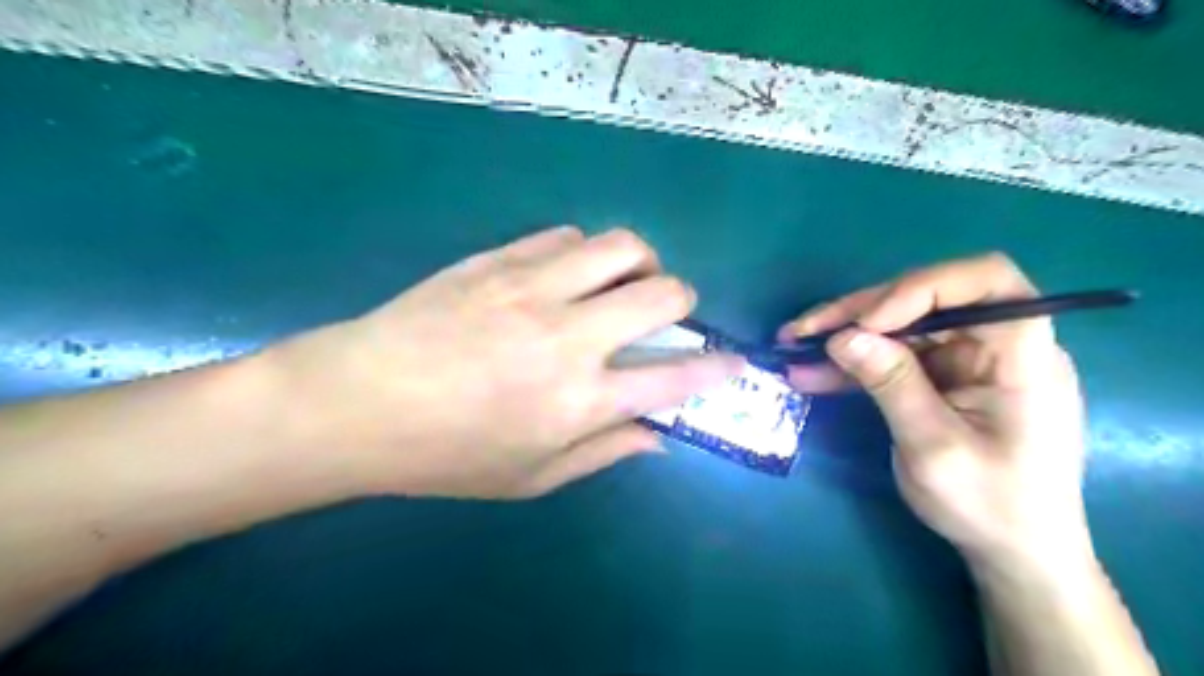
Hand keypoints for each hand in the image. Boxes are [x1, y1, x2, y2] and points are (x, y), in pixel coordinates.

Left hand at [270, 230, 745, 498]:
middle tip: (664, 316)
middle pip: (661, 293)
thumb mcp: (530, 477)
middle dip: (681, 302)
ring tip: (619, 284)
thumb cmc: (445, 455)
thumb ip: (603, 452)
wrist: (357, 402)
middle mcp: (568, 336)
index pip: (675, 378)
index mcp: (579, 400)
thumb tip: (657, 436)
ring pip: (621, 246)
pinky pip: (566, 236)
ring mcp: (533, 288)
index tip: (734, 362)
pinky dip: (584, 253)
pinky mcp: (500, 259)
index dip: (716, 369)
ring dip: (638, 264)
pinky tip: (566, 275)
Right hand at [782, 253, 1091, 570]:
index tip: (867, 321)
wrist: (1012, 550)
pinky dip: (851, 363)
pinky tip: (810, 373)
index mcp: (1021, 355)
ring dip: (844, 335)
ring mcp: (963, 360)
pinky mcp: (939, 377)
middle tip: (804, 330)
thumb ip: (891, 385)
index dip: (922, 287)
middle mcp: (993, 345)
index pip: (984, 281)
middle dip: (860, 312)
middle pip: (925, 299)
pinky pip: (891, 357)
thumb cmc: (990, 505)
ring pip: (898, 326)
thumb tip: (842, 337)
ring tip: (792, 345)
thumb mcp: (933, 448)